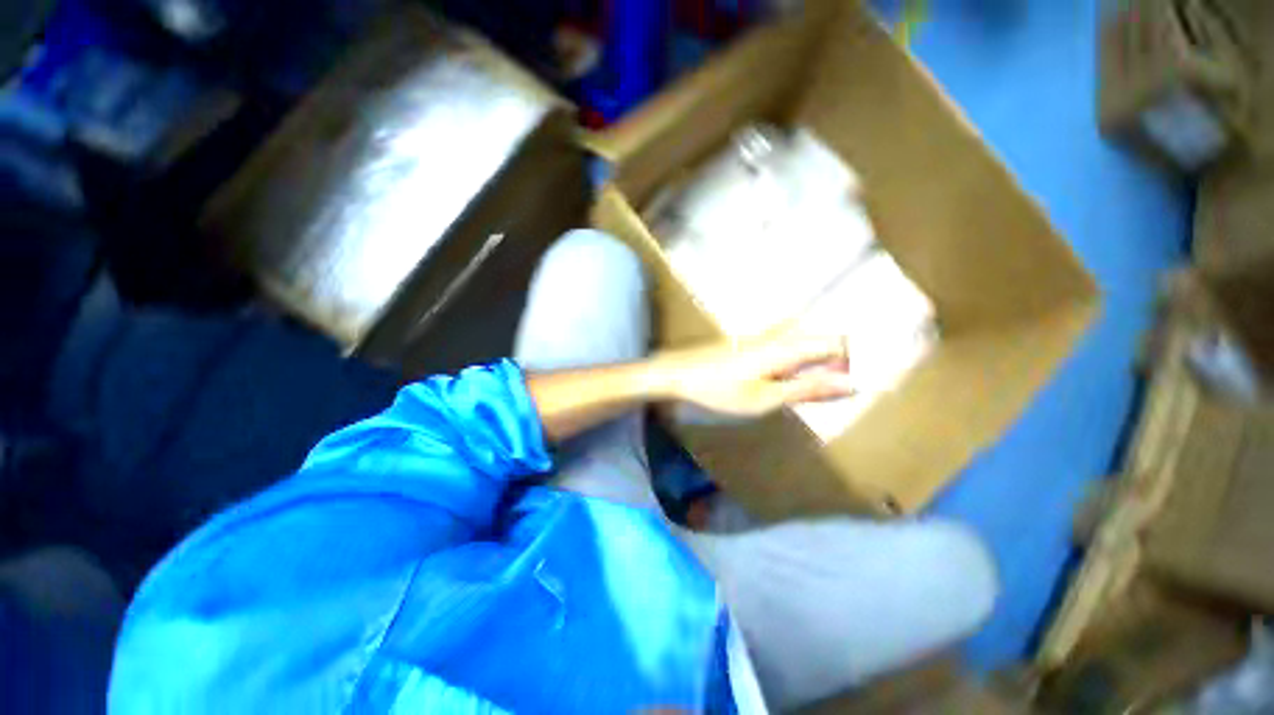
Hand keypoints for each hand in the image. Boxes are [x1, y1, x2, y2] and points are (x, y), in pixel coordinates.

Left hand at [658, 333, 853, 417]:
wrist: (678, 373)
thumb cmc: (720, 389)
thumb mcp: (764, 397)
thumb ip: (806, 389)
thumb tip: (850, 384)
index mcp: (785, 348)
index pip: (835, 344)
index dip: (856, 359)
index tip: (871, 377)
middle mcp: (777, 337)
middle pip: (820, 340)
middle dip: (841, 358)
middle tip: (852, 382)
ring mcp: (761, 338)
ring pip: (803, 341)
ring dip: (819, 358)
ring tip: (829, 379)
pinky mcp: (748, 343)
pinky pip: (785, 345)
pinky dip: (798, 358)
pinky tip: (794, 372)